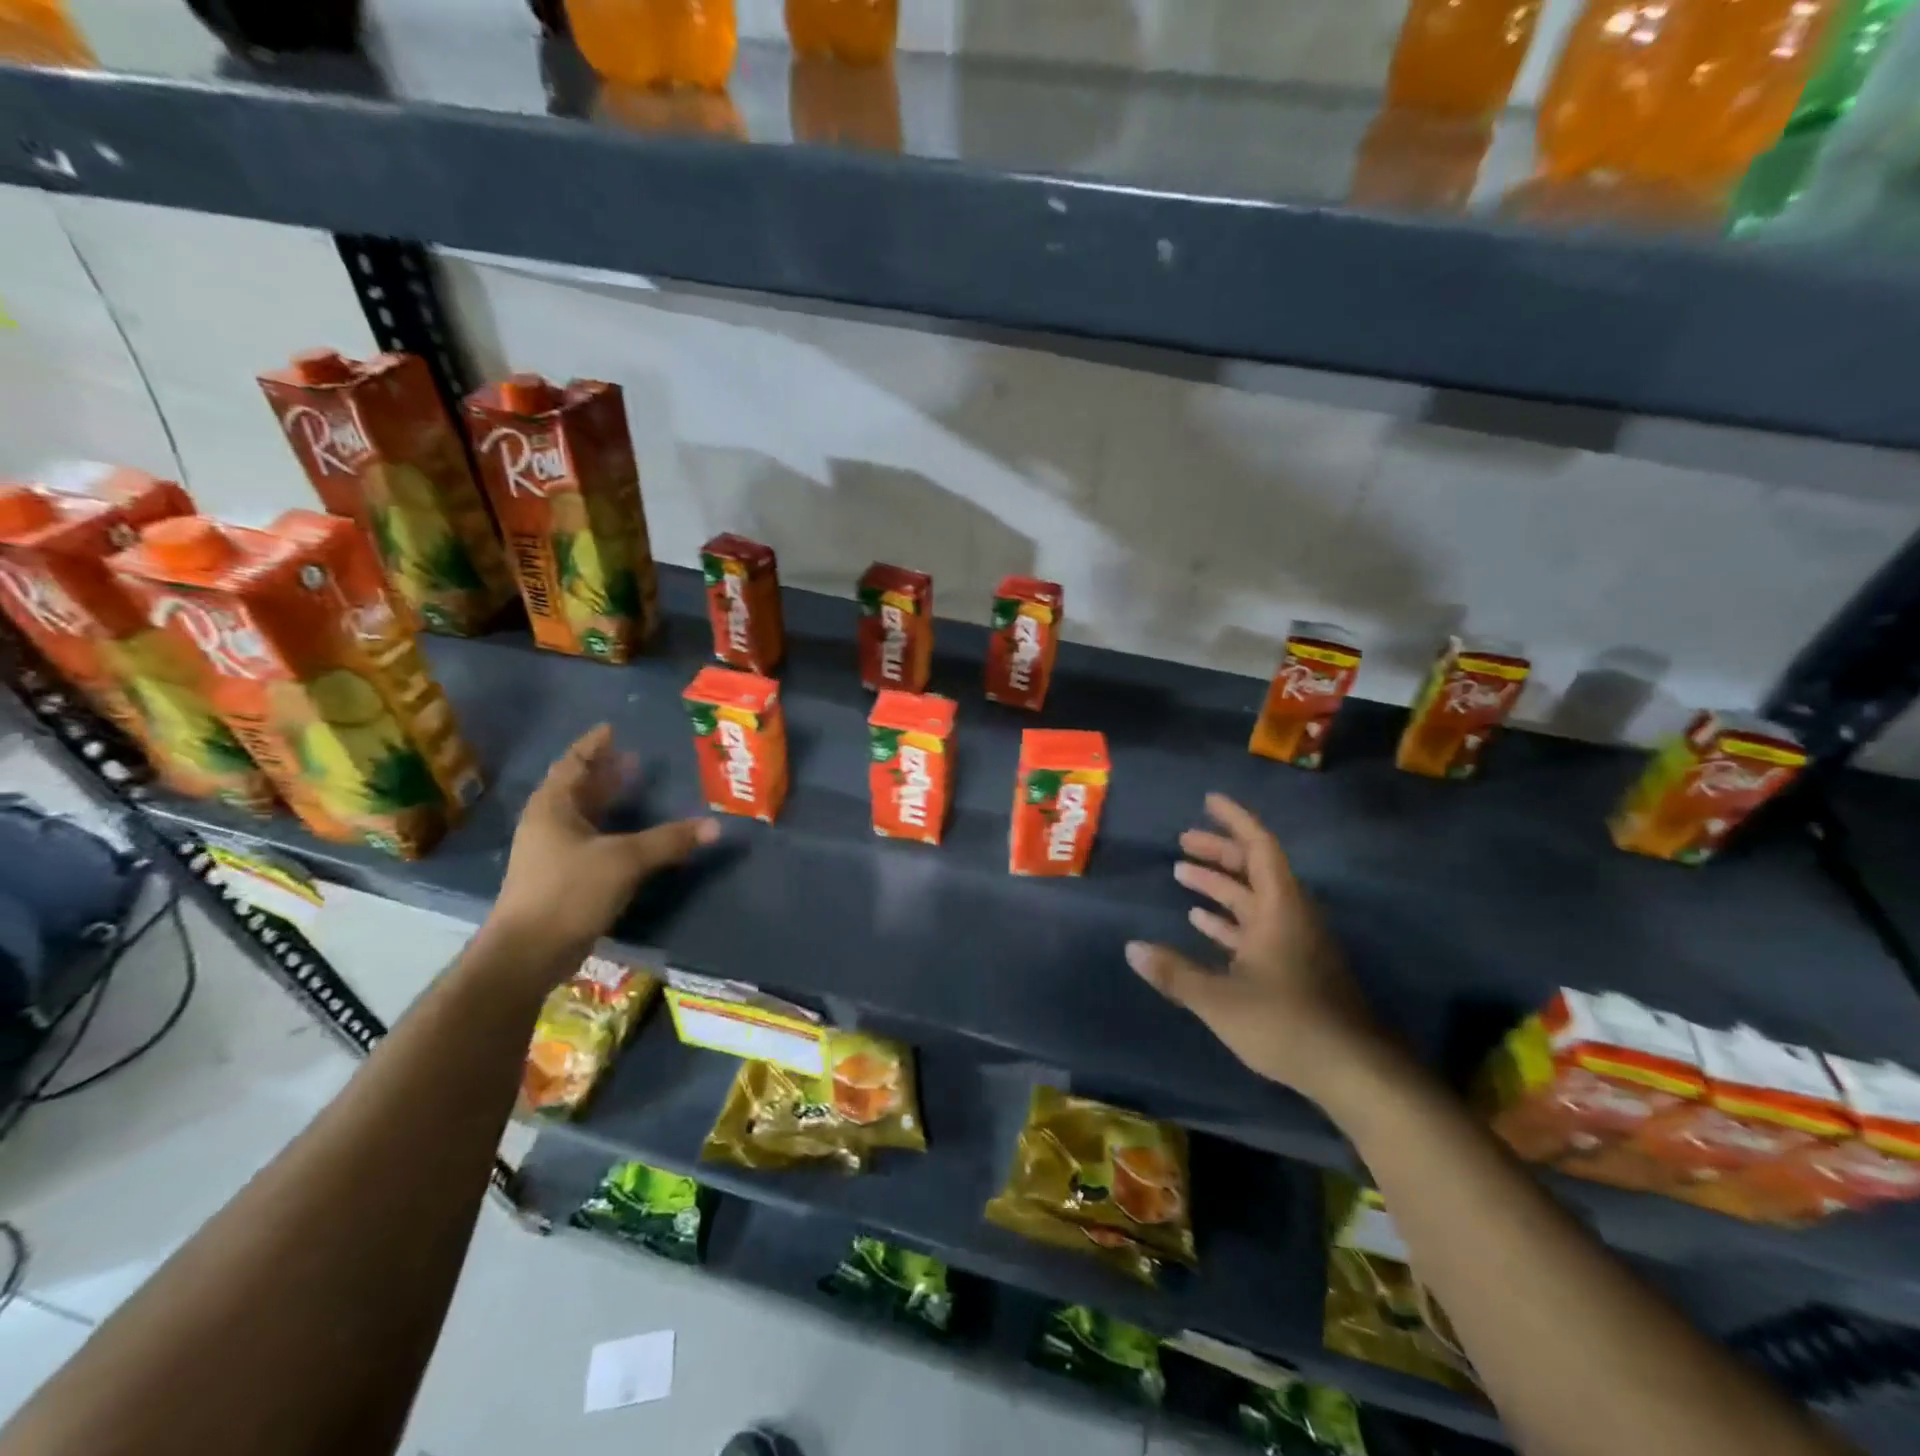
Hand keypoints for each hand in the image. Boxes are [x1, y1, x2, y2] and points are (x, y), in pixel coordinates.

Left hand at [491, 724, 718, 966]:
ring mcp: (552, 854)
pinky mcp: (562, 879)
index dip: (592, 746)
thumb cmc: (569, 891)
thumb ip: (670, 840)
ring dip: (608, 801)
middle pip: (577, 788)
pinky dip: (612, 829)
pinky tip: (634, 835)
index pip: (573, 764)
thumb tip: (716, 826)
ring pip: (584, 816)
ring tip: (636, 788)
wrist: (529, 953)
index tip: (611, 728)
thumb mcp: (624, 860)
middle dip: (605, 772)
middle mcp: (548, 825)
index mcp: (552, 808)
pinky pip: (591, 841)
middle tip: (634, 758)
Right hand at [1127, 793, 1382, 1103]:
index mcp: (1280, 909)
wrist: (1353, 1072)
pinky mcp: (1294, 968)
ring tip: (1182, 874)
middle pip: (1254, 869)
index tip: (1209, 800)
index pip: (1259, 847)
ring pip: (1254, 900)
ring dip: (1220, 885)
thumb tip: (1131, 948)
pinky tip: (1202, 923)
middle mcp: (1289, 916)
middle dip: (1219, 851)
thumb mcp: (1220, 1000)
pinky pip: (1256, 928)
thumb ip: (1175, 973)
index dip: (1234, 820)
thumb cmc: (1286, 1023)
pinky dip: (1229, 920)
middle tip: (1183, 840)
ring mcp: (1294, 943)